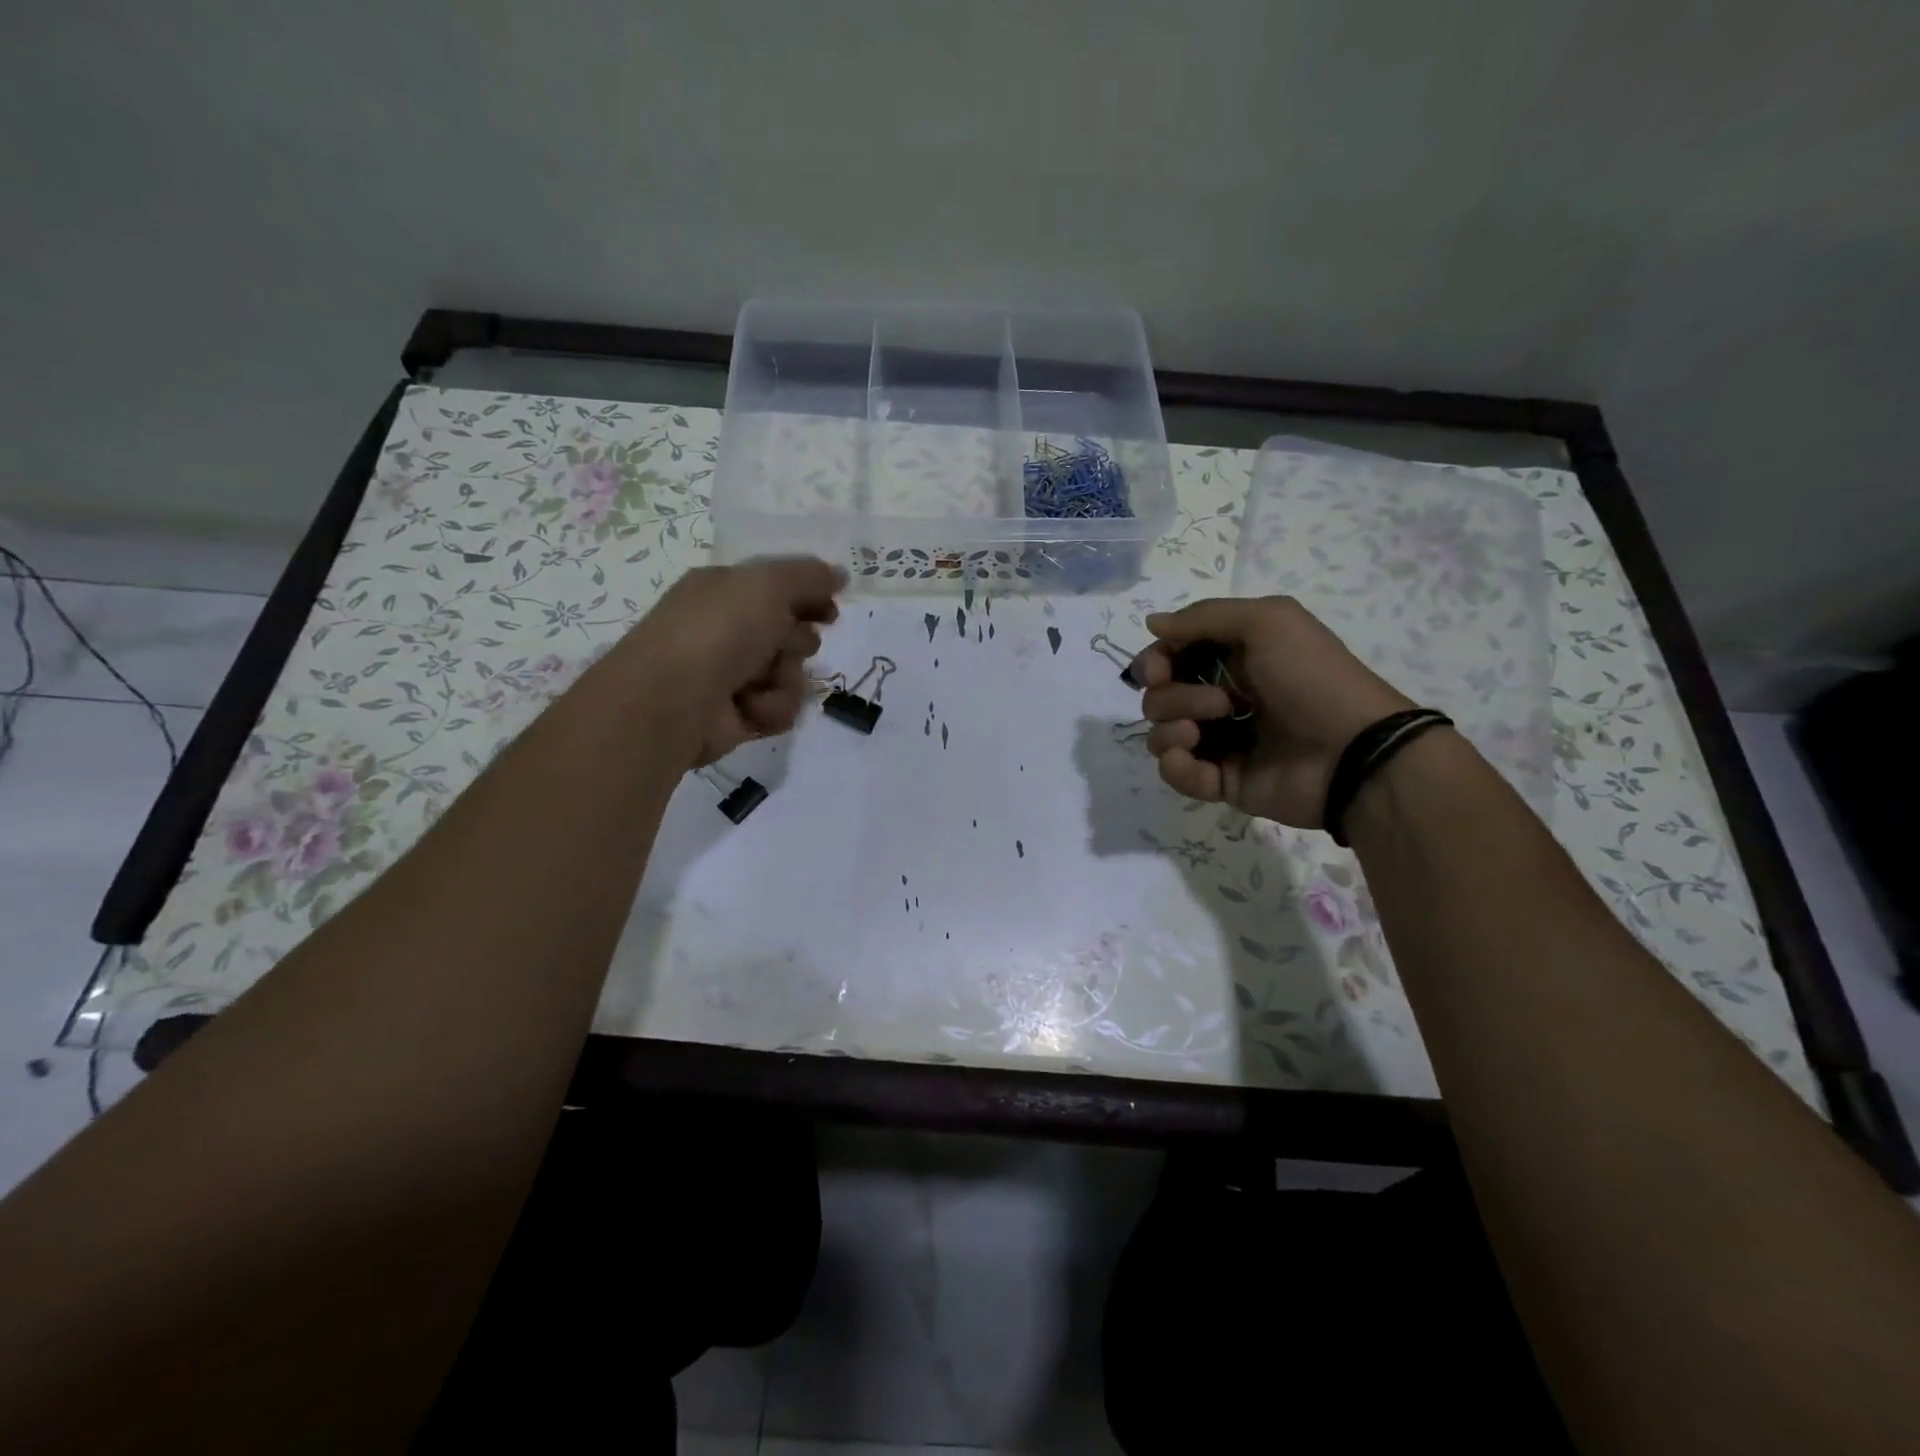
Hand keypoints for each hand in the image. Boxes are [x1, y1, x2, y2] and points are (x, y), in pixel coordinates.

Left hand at [619, 557, 843, 767]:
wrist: (675, 699)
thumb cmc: (720, 630)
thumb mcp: (769, 585)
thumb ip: (810, 576)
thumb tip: (841, 574)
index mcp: (725, 591)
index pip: (778, 589)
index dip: (809, 597)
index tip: (831, 610)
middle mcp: (726, 630)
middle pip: (790, 633)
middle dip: (798, 641)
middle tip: (787, 645)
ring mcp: (731, 675)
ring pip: (790, 674)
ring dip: (785, 679)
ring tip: (759, 683)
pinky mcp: (738, 715)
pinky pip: (779, 708)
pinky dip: (771, 708)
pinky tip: (751, 708)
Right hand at [1131, 596, 1413, 827]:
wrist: (1352, 751)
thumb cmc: (1311, 678)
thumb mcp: (1267, 621)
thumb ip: (1204, 617)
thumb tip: (1151, 623)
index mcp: (1234, 658)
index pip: (1172, 656)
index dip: (1156, 661)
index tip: (1158, 671)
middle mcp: (1222, 697)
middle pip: (1160, 696)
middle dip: (1174, 698)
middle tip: (1220, 704)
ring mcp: (1221, 741)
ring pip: (1161, 734)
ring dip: (1171, 729)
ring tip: (1201, 734)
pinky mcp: (1221, 780)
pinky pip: (1177, 773)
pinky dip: (1177, 767)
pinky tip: (1195, 762)